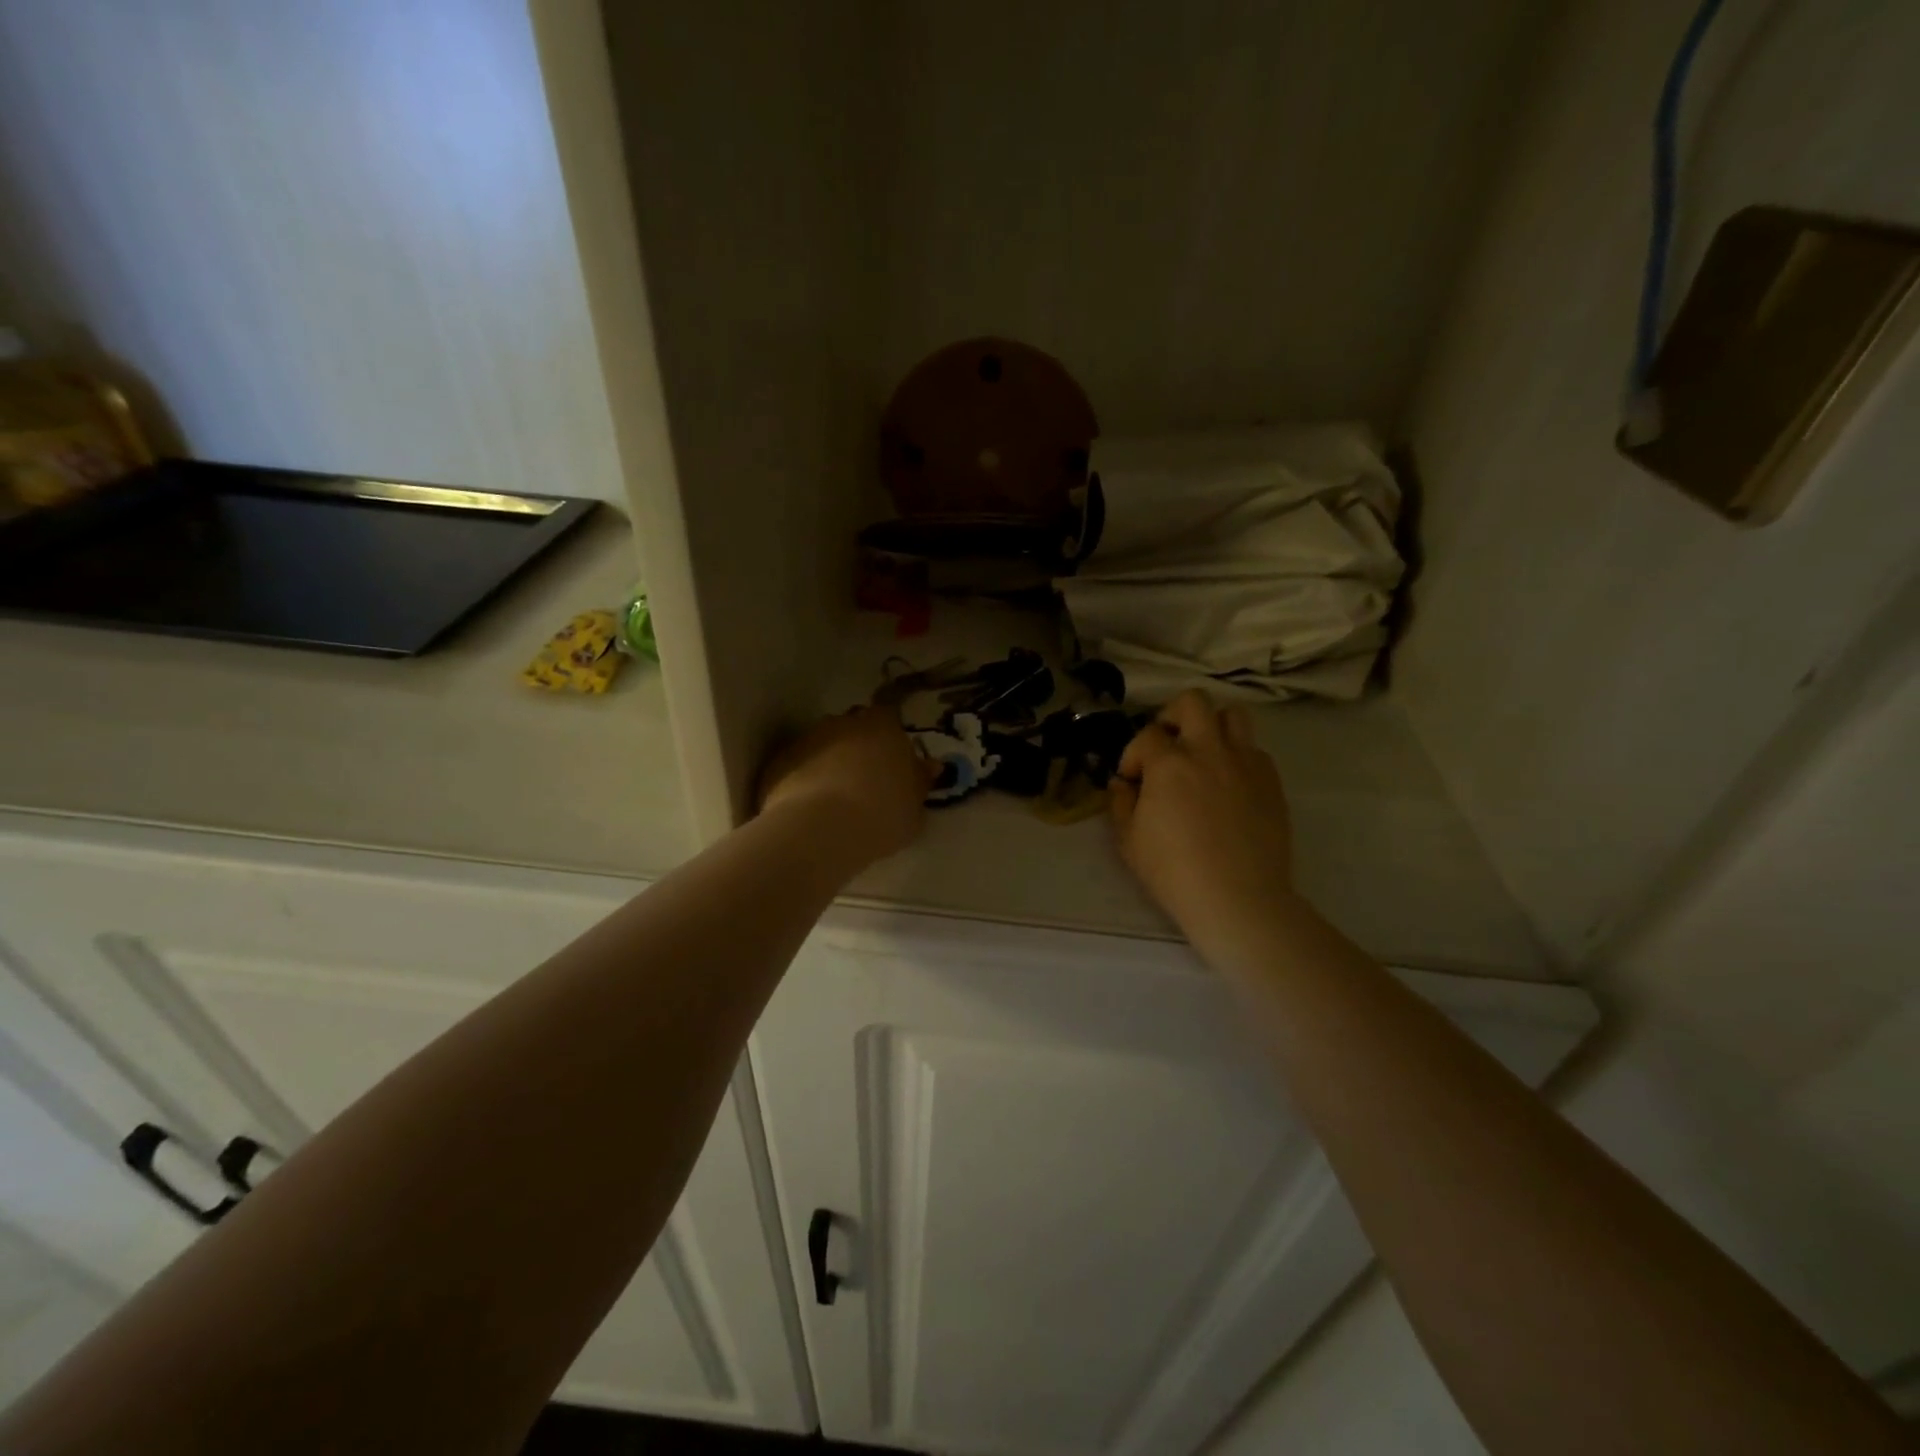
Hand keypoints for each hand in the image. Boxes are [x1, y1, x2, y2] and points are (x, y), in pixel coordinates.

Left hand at [757, 706, 933, 866]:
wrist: (820, 830)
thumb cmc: (881, 816)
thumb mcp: (914, 808)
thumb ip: (919, 783)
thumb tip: (929, 767)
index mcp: (883, 727)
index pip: (889, 717)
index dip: (889, 738)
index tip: (892, 761)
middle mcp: (844, 723)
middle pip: (854, 727)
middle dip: (858, 746)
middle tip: (865, 780)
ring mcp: (807, 739)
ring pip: (822, 744)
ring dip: (828, 761)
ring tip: (833, 798)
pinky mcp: (779, 760)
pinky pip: (797, 765)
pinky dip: (802, 779)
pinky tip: (808, 808)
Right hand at [1109, 691, 1297, 950]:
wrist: (1238, 899)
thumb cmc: (1174, 872)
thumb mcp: (1130, 842)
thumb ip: (1121, 804)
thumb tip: (1122, 784)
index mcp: (1169, 764)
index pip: (1146, 735)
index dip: (1133, 755)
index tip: (1132, 782)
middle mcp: (1209, 751)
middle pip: (1192, 702)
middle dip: (1172, 716)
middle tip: (1166, 746)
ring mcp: (1245, 763)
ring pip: (1233, 715)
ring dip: (1212, 726)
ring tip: (1202, 754)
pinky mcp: (1271, 781)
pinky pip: (1254, 751)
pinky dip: (1237, 758)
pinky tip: (1228, 786)